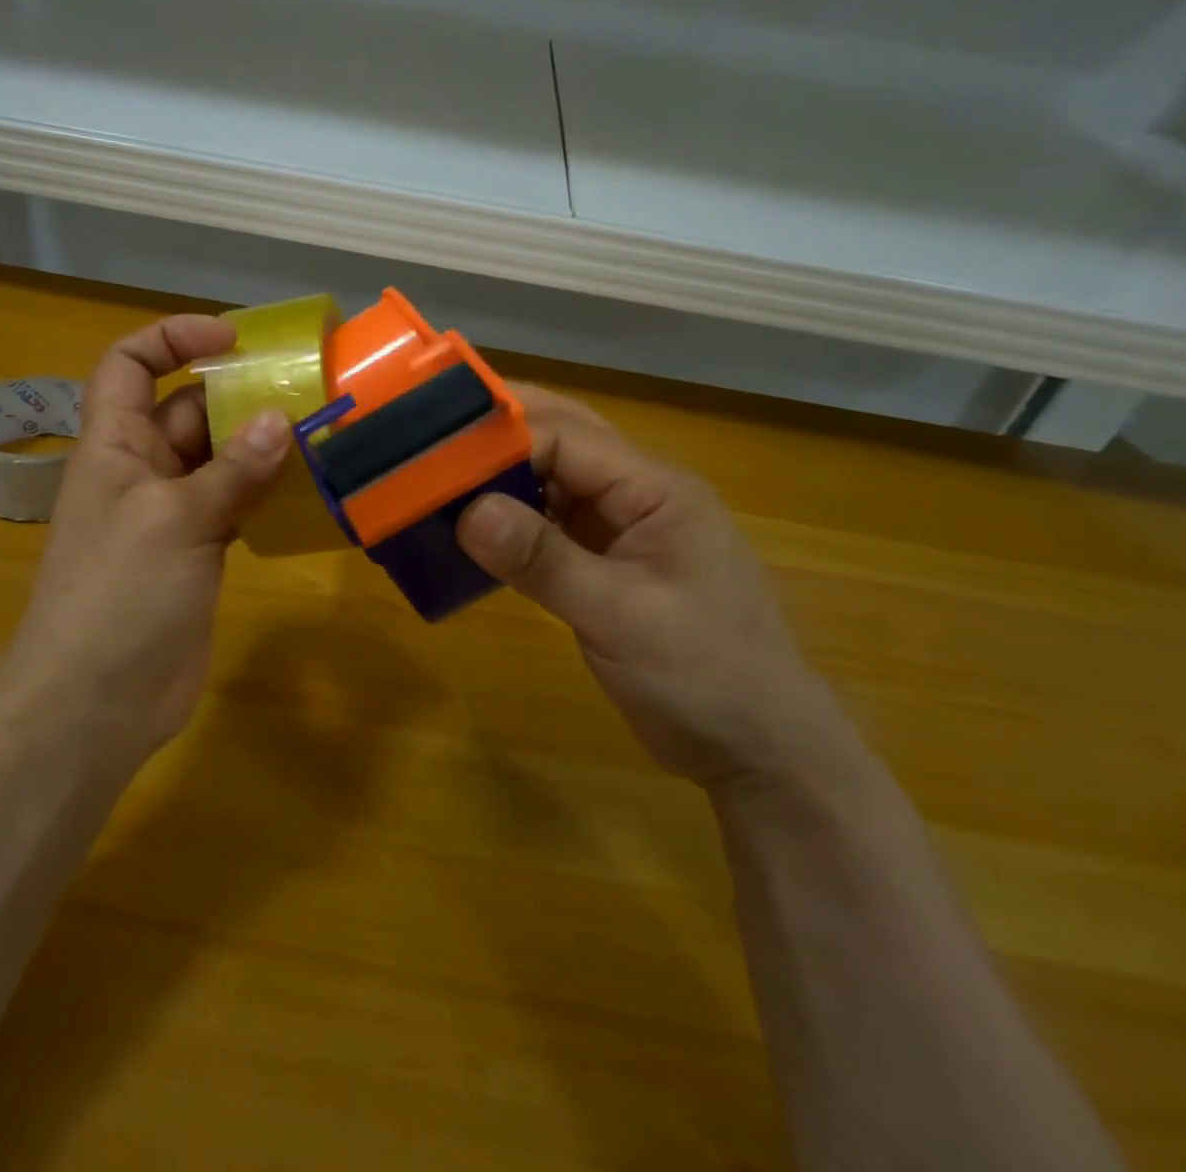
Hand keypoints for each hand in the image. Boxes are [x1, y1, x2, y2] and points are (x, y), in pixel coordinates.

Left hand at [0, 315, 289, 769]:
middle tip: (305, 387)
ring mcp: (170, 516)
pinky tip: (308, 490)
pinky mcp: (196, 554)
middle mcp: (140, 472)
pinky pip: (233, 505)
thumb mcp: (175, 521)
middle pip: (187, 410)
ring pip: (217, 460)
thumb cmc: (118, 596)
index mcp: (114, 446)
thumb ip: (231, 471)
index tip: (232, 337)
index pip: (130, 366)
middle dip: (236, 393)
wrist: (96, 703)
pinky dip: (264, 493)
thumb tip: (280, 420)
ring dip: (258, 445)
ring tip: (319, 431)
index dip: (172, 338)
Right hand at [456, 385, 861, 796]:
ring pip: (549, 482)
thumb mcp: (622, 616)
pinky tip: (470, 531)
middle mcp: (636, 494)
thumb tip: (467, 512)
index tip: (435, 451)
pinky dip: (509, 522)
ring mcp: (621, 529)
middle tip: (426, 439)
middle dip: (497, 436)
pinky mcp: (605, 563)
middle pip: (559, 442)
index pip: (565, 437)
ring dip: (498, 479)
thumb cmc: (706, 676)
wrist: (758, 749)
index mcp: (654, 488)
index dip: (500, 437)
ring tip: (434, 480)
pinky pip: (548, 524)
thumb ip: (545, 560)